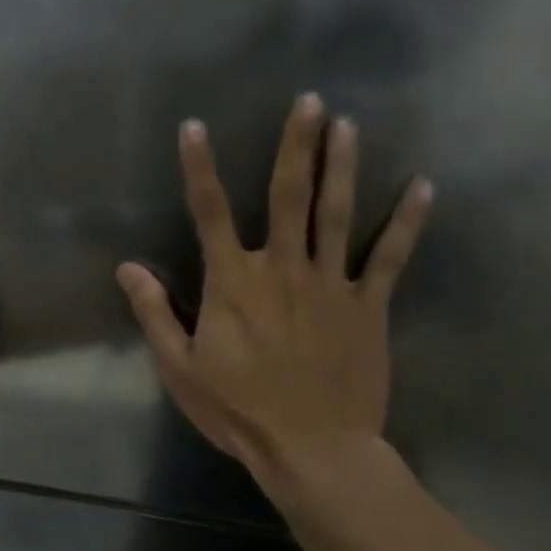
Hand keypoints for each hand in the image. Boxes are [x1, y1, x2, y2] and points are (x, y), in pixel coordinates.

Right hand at [116, 94, 431, 489]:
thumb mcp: (179, 367)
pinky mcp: (368, 306)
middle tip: (309, 101)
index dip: (199, 167)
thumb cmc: (237, 410)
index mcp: (233, 282)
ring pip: (338, 213)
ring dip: (343, 166)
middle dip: (296, 145)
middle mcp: (282, 268)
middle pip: (288, 195)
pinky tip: (423, 186)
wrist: (312, 448)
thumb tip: (127, 268)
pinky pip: (389, 256)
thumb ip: (155, 312)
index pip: (210, 212)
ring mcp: (330, 284)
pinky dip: (406, 221)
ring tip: (348, 124)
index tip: (194, 127)